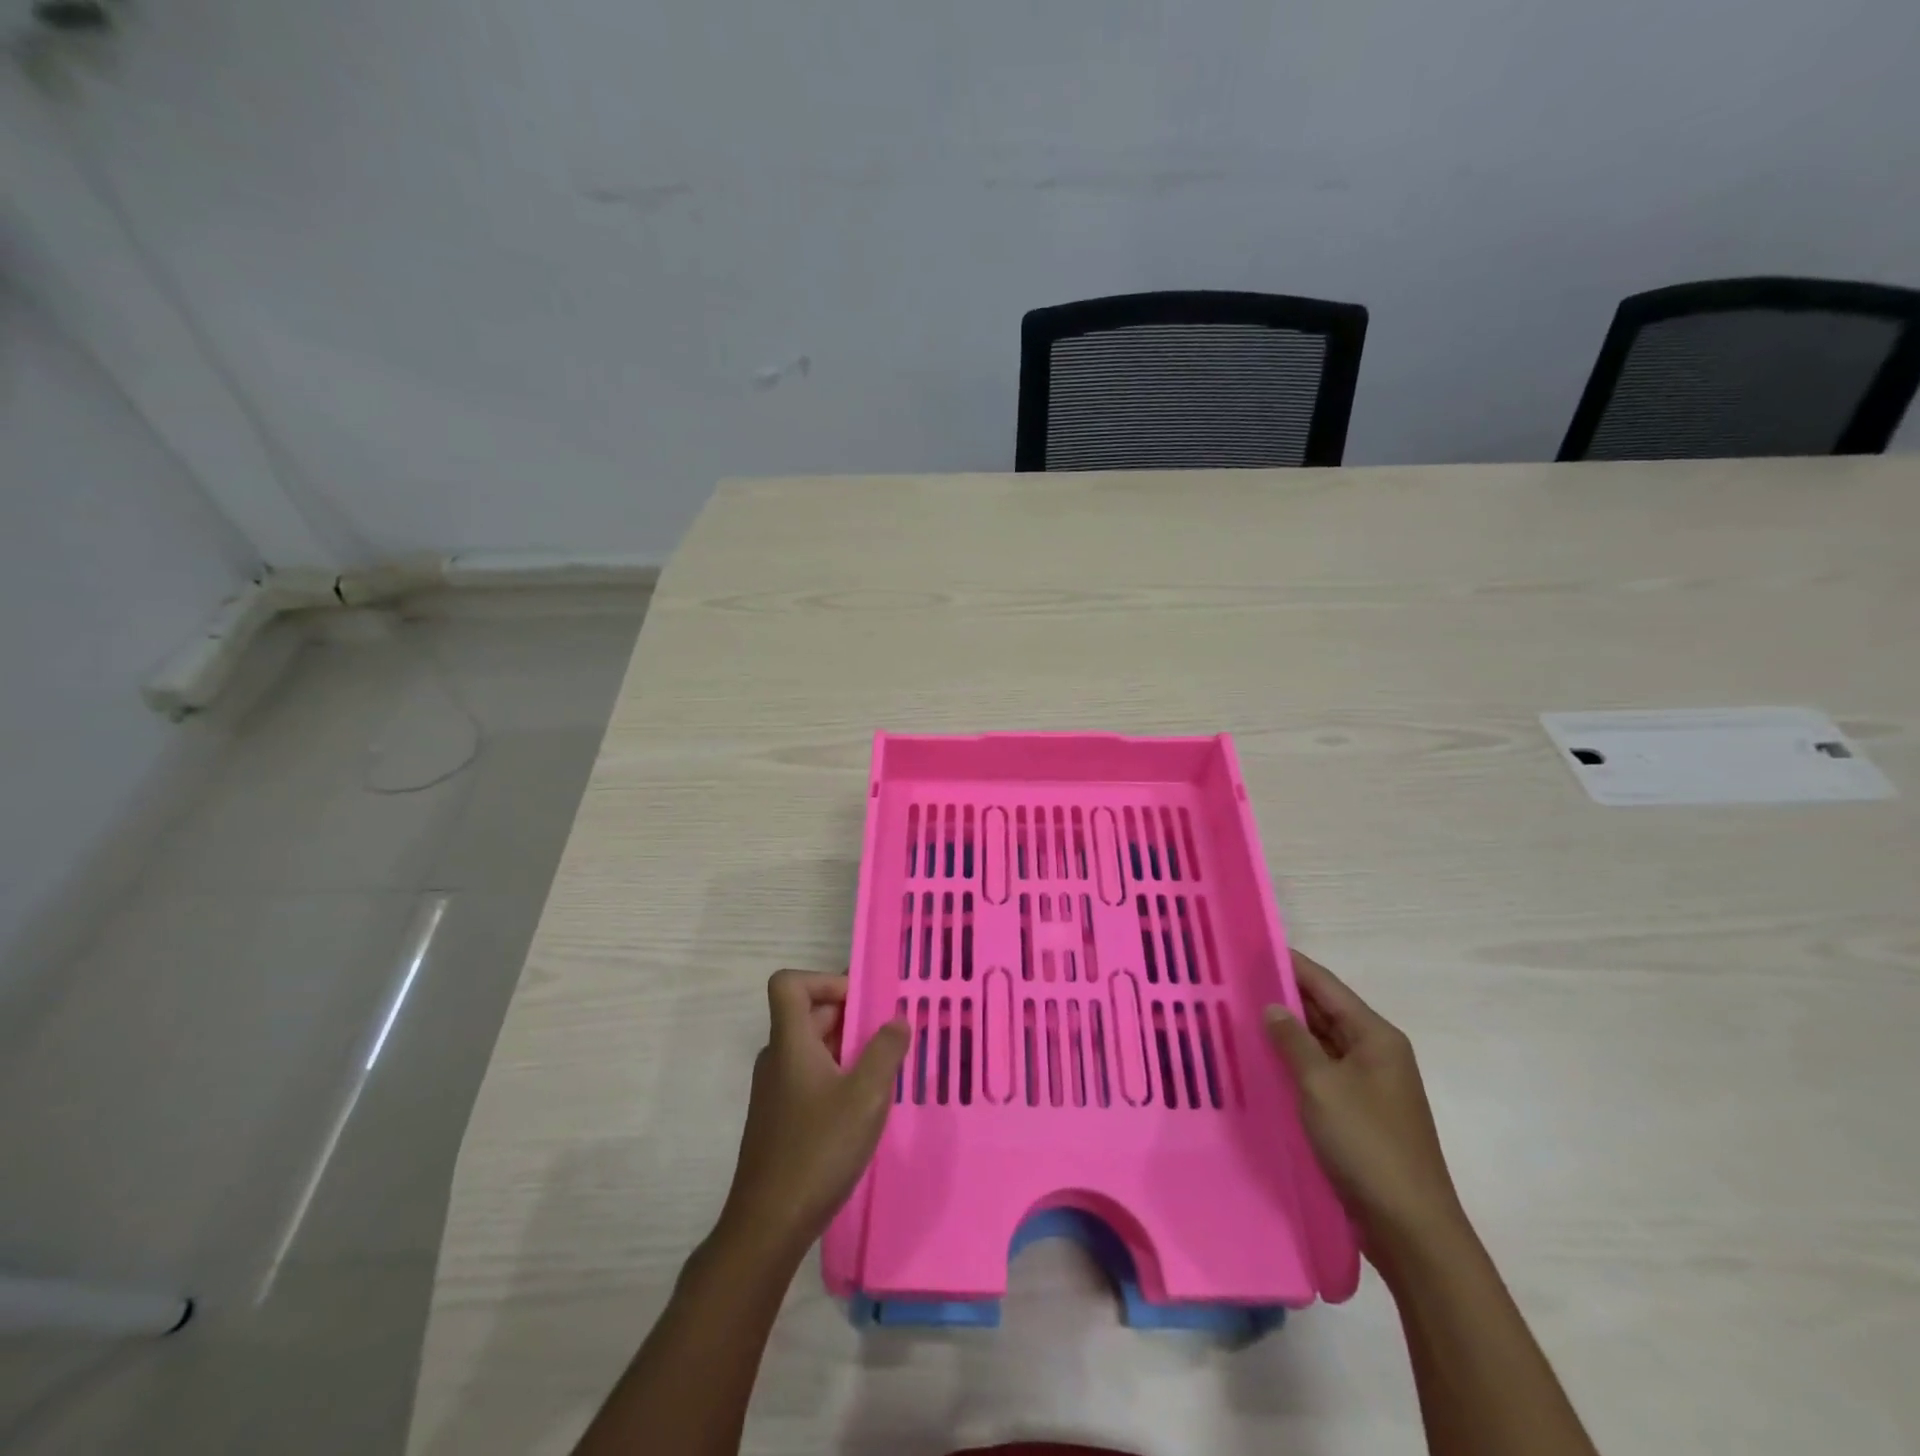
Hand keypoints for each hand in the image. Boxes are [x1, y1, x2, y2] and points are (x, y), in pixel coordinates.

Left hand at [718, 970, 908, 1259]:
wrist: (768, 1226)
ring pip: (812, 1046)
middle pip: (807, 1013)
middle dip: (850, 1013)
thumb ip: (886, 1051)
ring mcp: (776, 1089)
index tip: (862, 1000)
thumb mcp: (866, 1096)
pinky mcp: (780, 1117)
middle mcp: (778, 1058)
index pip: (789, 983)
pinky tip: (864, 1104)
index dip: (824, 980)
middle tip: (890, 1031)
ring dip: (848, 1046)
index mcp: (790, 1042)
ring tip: (885, 1067)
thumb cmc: (818, 1150)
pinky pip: (810, 1075)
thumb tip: (897, 1019)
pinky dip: (837, 1073)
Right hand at [1265, 953, 1465, 1261]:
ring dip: (1285, 1033)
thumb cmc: (1367, 1145)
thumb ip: (1293, 1040)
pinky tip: (1260, 1063)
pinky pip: (1319, 1074)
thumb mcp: (1322, 1085)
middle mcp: (1375, 1054)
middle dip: (1283, 997)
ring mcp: (1368, 1086)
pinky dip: (1292, 1064)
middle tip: (1234, 982)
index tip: (1252, 947)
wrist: (1410, 1229)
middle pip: (1324, 1012)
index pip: (1327, 986)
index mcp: (1376, 1037)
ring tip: (1237, 1016)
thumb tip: (1273, 1006)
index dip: (1291, 964)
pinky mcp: (1357, 1114)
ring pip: (1319, 1045)